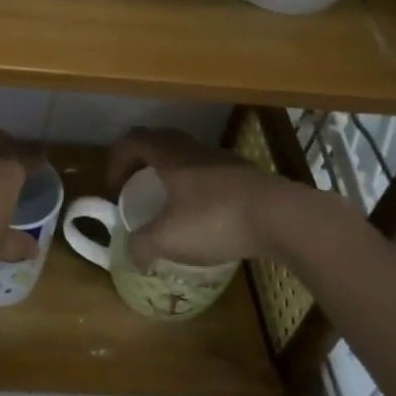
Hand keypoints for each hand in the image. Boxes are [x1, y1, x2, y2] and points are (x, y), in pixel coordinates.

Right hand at [106, 127, 337, 269]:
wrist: (280, 217)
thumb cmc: (215, 219)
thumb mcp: (168, 239)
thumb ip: (142, 245)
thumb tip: (132, 255)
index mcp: (169, 156)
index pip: (132, 141)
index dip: (116, 160)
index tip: (115, 188)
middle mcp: (194, 149)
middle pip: (160, 141)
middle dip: (142, 161)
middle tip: (137, 187)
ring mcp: (223, 159)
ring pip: (188, 155)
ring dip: (173, 172)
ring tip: (171, 202)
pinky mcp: (247, 175)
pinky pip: (212, 172)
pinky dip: (199, 186)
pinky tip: (206, 215)